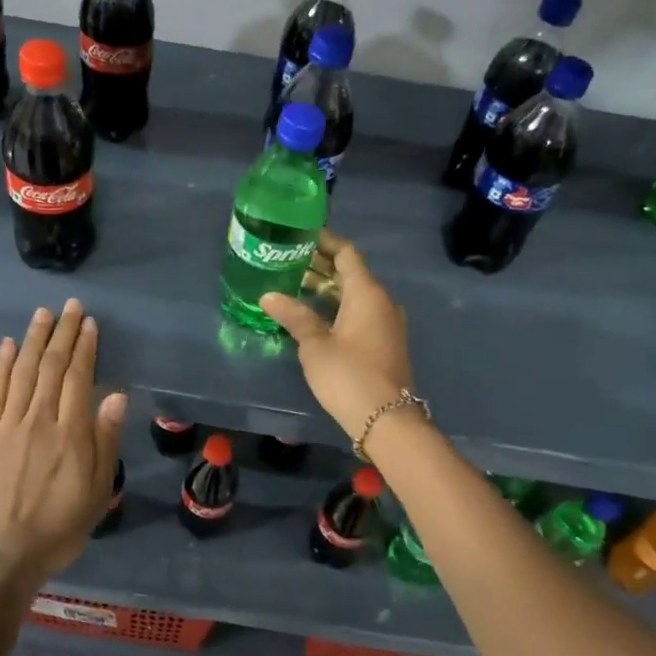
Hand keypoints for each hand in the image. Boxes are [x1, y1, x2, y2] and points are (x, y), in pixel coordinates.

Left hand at [0, 299, 126, 588]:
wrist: (5, 554)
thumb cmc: (60, 526)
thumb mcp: (97, 491)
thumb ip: (106, 440)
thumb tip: (116, 396)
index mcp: (71, 433)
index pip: (78, 377)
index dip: (85, 347)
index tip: (90, 324)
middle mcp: (39, 420)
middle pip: (51, 366)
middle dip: (63, 333)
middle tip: (71, 307)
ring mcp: (9, 425)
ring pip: (22, 371)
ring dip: (33, 339)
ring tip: (43, 314)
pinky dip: (0, 365)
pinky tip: (6, 345)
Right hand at [260, 231, 415, 443]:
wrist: (386, 419)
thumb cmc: (348, 375)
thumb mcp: (315, 345)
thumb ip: (294, 316)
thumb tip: (268, 295)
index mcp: (367, 293)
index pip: (346, 254)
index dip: (325, 242)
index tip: (301, 235)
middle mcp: (382, 302)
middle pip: (351, 274)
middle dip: (321, 266)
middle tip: (289, 262)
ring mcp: (386, 324)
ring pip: (355, 296)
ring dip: (327, 290)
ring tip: (294, 287)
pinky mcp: (384, 344)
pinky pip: (359, 314)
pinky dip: (337, 308)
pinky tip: (314, 316)